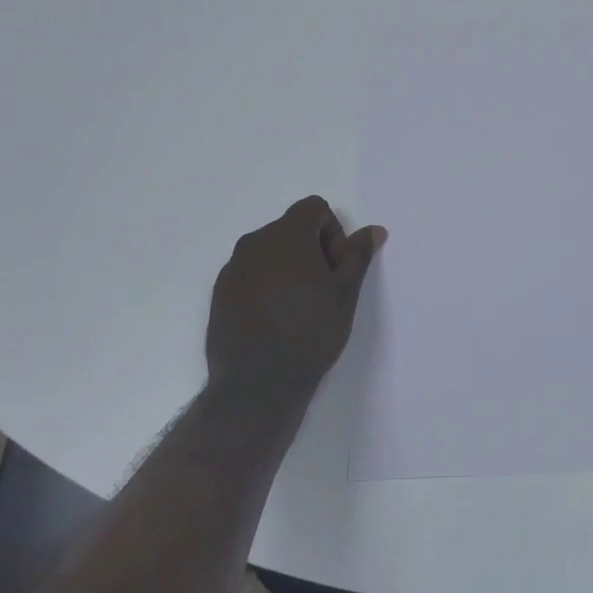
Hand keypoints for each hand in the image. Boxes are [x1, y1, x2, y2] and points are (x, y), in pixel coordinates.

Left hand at [206, 196, 385, 404]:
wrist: (256, 384)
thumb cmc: (310, 332)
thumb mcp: (345, 293)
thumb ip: (357, 255)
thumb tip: (373, 230)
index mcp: (286, 234)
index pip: (314, 208)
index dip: (333, 233)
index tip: (336, 270)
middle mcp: (254, 242)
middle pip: (291, 229)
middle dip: (312, 251)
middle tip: (323, 291)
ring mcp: (232, 269)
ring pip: (269, 254)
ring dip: (289, 269)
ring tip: (300, 309)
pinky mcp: (219, 294)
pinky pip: (250, 276)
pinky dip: (266, 287)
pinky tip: (276, 321)